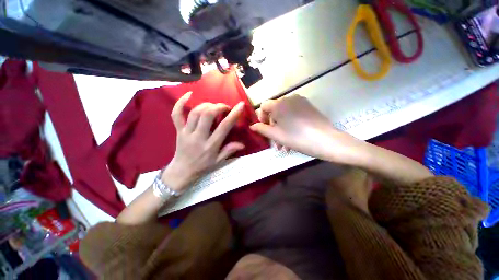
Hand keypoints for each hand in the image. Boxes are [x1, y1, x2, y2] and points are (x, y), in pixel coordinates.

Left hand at [161, 92, 245, 192]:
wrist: (182, 170)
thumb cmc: (202, 166)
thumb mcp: (218, 161)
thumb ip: (229, 150)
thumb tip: (242, 144)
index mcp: (210, 146)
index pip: (223, 127)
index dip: (233, 115)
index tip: (240, 105)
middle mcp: (198, 137)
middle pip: (207, 115)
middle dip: (218, 106)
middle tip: (224, 107)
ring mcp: (186, 132)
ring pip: (195, 112)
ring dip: (206, 105)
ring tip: (213, 106)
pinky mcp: (178, 130)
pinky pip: (176, 114)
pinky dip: (180, 103)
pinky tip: (188, 94)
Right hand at [250, 95, 365, 163]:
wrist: (326, 140)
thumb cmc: (297, 138)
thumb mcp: (276, 135)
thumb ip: (262, 129)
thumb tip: (252, 126)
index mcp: (279, 104)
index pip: (263, 106)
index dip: (261, 117)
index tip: (265, 129)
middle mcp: (289, 98)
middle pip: (275, 111)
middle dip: (273, 127)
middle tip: (276, 142)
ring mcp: (300, 101)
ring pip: (285, 114)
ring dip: (282, 127)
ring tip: (285, 145)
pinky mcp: (308, 106)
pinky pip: (294, 113)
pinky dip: (290, 123)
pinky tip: (293, 136)